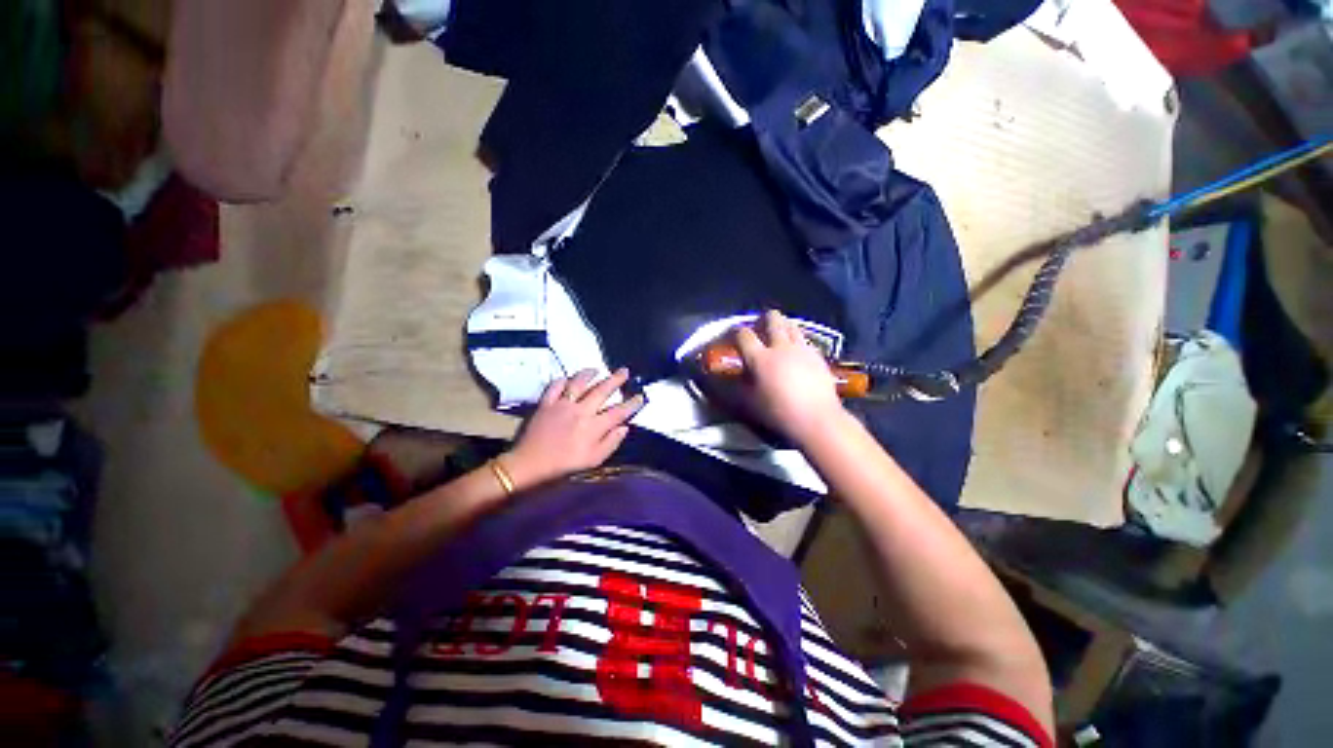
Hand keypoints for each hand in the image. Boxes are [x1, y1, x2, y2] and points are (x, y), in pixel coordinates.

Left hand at [501, 368, 643, 489]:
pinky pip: (555, 386)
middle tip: (624, 371)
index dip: (631, 404)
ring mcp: (562, 404)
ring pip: (579, 383)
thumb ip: (611, 443)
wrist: (530, 465)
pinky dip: (562, 380)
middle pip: (602, 390)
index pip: (618, 412)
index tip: (640, 397)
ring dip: (589, 374)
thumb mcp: (593, 461)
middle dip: (616, 380)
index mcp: (594, 426)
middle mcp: (581, 410)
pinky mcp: (546, 403)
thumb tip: (624, 428)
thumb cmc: (564, 466)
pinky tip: (567, 378)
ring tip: (597, 369)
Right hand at [733, 310, 848, 445]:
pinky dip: (796, 341)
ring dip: (782, 326)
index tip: (732, 335)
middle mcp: (781, 347)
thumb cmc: (779, 412)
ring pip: (791, 325)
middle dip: (763, 319)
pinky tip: (795, 354)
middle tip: (759, 329)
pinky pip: (804, 339)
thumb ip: (737, 386)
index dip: (735, 332)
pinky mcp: (817, 355)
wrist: (817, 419)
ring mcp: (801, 349)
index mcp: (760, 358)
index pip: (743, 335)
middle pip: (772, 319)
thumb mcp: (750, 402)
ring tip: (778, 337)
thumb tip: (725, 378)